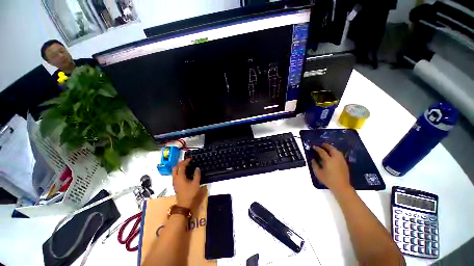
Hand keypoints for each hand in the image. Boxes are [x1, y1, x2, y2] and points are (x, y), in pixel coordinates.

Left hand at [172, 158, 202, 208]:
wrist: (184, 204)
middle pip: (175, 168)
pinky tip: (185, 173)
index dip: (186, 161)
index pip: (181, 166)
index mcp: (180, 177)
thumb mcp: (196, 183)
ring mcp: (174, 182)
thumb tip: (197, 168)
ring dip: (179, 167)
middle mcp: (175, 178)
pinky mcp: (175, 184)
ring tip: (186, 166)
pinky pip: (175, 175)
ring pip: (174, 171)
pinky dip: (179, 171)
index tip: (191, 159)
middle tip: (187, 162)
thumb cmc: (190, 193)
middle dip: (180, 163)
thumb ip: (196, 174)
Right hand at [311, 143, 350, 193]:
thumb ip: (314, 165)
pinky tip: (332, 153)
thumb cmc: (328, 180)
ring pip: (336, 150)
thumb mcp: (318, 173)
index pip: (322, 151)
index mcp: (328, 160)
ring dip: (331, 148)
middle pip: (331, 148)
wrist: (341, 186)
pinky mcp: (344, 163)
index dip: (317, 148)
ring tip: (327, 148)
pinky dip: (335, 151)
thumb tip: (313, 159)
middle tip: (321, 144)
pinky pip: (339, 154)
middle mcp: (335, 158)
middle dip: (326, 145)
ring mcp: (341, 160)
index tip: (313, 146)